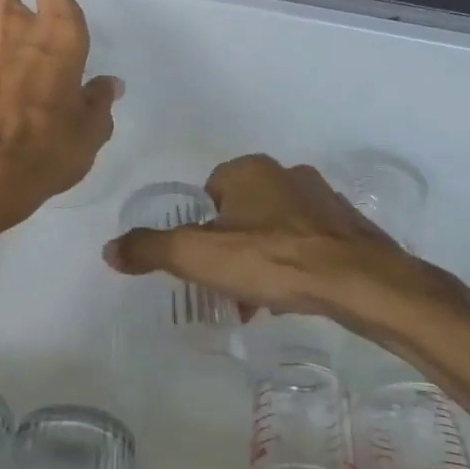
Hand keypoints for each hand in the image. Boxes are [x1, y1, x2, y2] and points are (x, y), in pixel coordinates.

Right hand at [104, 154, 432, 336]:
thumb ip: (150, 249)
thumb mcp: (198, 256)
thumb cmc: (273, 260)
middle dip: (233, 246)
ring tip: (265, 298)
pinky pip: (308, 241)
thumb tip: (110, 248)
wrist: (360, 282)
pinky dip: (296, 262)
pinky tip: (296, 292)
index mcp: (249, 170)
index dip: (202, 229)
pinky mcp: (347, 224)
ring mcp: (322, 197)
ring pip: (276, 227)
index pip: (210, 193)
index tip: (206, 263)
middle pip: (243, 211)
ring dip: (264, 256)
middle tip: (232, 285)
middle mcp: (286, 173)